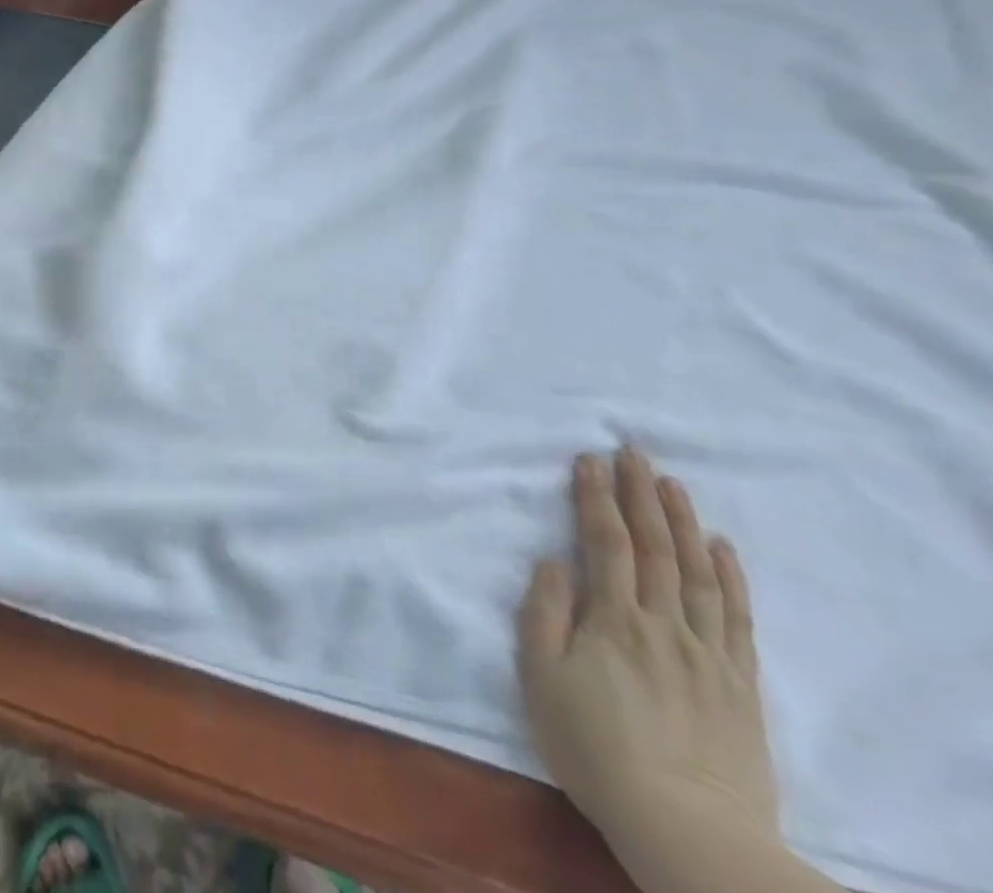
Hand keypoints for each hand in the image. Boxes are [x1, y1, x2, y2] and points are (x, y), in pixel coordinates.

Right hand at [518, 448, 779, 862]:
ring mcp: (706, 652)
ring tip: (672, 483)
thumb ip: (543, 614)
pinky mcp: (737, 682)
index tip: (588, 460)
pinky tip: (722, 548)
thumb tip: (553, 562)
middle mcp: (663, 624)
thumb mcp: (542, 679)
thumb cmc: (594, 747)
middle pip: (654, 547)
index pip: (605, 543)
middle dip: (640, 494)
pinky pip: (735, 618)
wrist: (686, 829)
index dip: (595, 498)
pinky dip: (729, 577)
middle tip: (633, 451)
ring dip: (683, 522)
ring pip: (696, 573)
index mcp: (613, 620)